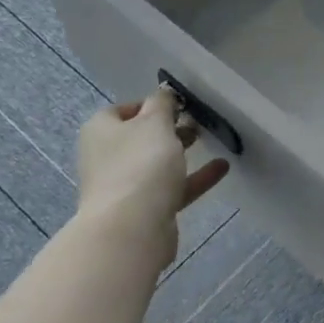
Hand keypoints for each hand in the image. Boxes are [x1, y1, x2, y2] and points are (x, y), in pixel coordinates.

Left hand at [74, 89, 228, 271]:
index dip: (150, 104)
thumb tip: (163, 92)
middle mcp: (107, 157)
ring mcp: (125, 186)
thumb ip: (162, 104)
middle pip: (140, 137)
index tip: (177, 104)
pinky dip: (195, 177)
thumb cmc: (140, 164)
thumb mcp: (155, 123)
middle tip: (195, 121)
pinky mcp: (144, 210)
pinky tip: (222, 168)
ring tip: (208, 139)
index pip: (123, 110)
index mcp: (101, 131)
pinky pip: (172, 187)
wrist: (131, 229)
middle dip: (168, 128)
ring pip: (156, 163)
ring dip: (181, 152)